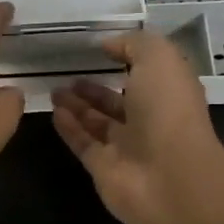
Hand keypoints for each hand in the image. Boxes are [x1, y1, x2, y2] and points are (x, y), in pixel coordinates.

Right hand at [51, 32, 223, 223]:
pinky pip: (84, 143)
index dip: (126, 59)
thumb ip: (133, 44)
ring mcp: (127, 147)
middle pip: (119, 100)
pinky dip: (69, 128)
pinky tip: (53, 111)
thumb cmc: (168, 110)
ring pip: (98, 122)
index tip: (99, 48)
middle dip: (95, 87)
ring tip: (54, 89)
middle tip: (67, 72)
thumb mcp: (159, 58)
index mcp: (169, 92)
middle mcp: (150, 119)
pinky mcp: (104, 168)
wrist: (169, 178)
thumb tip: (108, 45)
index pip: (147, 73)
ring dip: (78, 105)